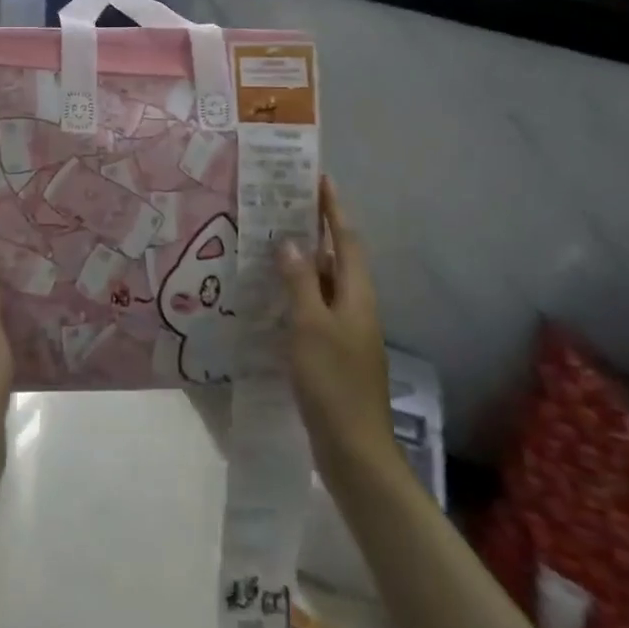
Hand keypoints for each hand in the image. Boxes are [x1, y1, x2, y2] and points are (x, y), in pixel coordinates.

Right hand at [278, 176, 395, 488]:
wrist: (355, 449)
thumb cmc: (333, 381)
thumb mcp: (310, 325)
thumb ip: (300, 281)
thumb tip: (289, 241)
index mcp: (357, 294)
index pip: (347, 239)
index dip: (333, 208)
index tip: (319, 178)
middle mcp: (357, 306)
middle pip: (338, 258)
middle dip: (315, 230)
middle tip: (283, 207)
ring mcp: (348, 331)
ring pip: (325, 284)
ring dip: (303, 262)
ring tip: (271, 244)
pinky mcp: (335, 353)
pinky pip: (316, 309)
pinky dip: (298, 294)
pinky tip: (272, 298)